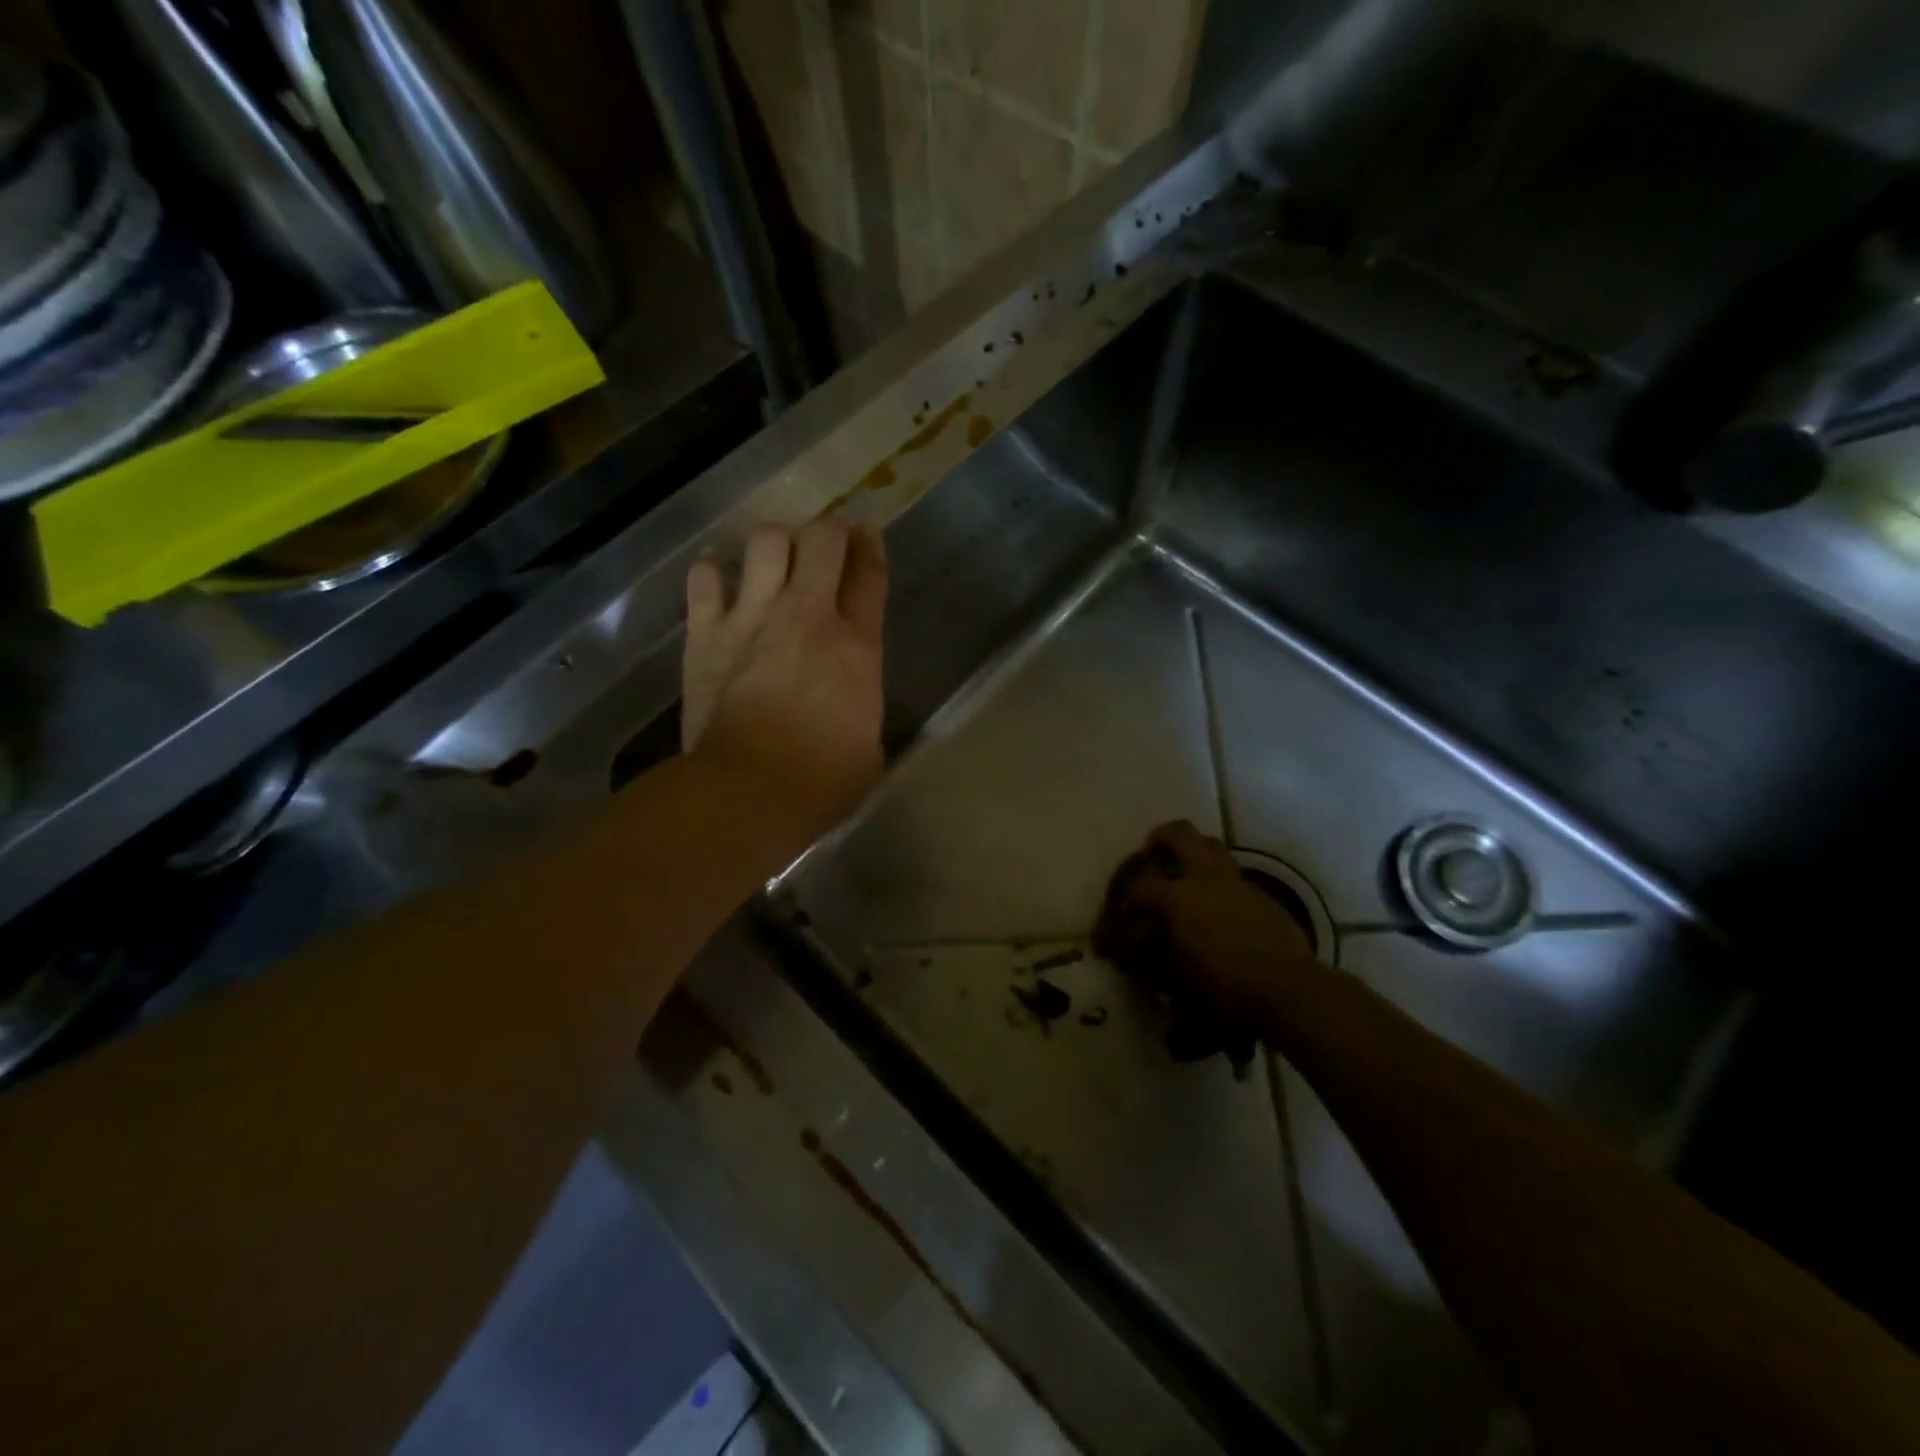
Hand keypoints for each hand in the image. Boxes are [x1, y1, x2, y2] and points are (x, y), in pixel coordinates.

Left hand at [683, 519, 887, 856]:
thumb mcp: (869, 743)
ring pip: (765, 542)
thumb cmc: (822, 781)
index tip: (867, 534)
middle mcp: (808, 615)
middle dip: (827, 532)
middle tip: (824, 545)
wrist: (750, 791)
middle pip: (822, 540)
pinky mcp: (706, 633)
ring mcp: (754, 617)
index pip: (870, 575)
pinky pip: (703, 580)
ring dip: (773, 544)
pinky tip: (715, 579)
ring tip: (772, 560)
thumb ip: (861, 704)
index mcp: (857, 645)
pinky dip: (710, 574)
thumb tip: (851, 701)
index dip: (871, 547)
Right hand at [1095, 821, 1321, 1031]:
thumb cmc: (1225, 985)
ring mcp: (1236, 881)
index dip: (1122, 900)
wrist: (1288, 988)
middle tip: (1151, 852)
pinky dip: (1216, 880)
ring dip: (1192, 852)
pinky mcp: (1261, 894)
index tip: (1116, 919)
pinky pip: (1231, 874)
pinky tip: (1216, 908)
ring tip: (1183, 874)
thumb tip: (1130, 948)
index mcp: (1178, 896)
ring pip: (1210, 845)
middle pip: (1179, 834)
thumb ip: (1151, 954)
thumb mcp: (1177, 976)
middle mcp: (1205, 877)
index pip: (1138, 886)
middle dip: (1160, 838)